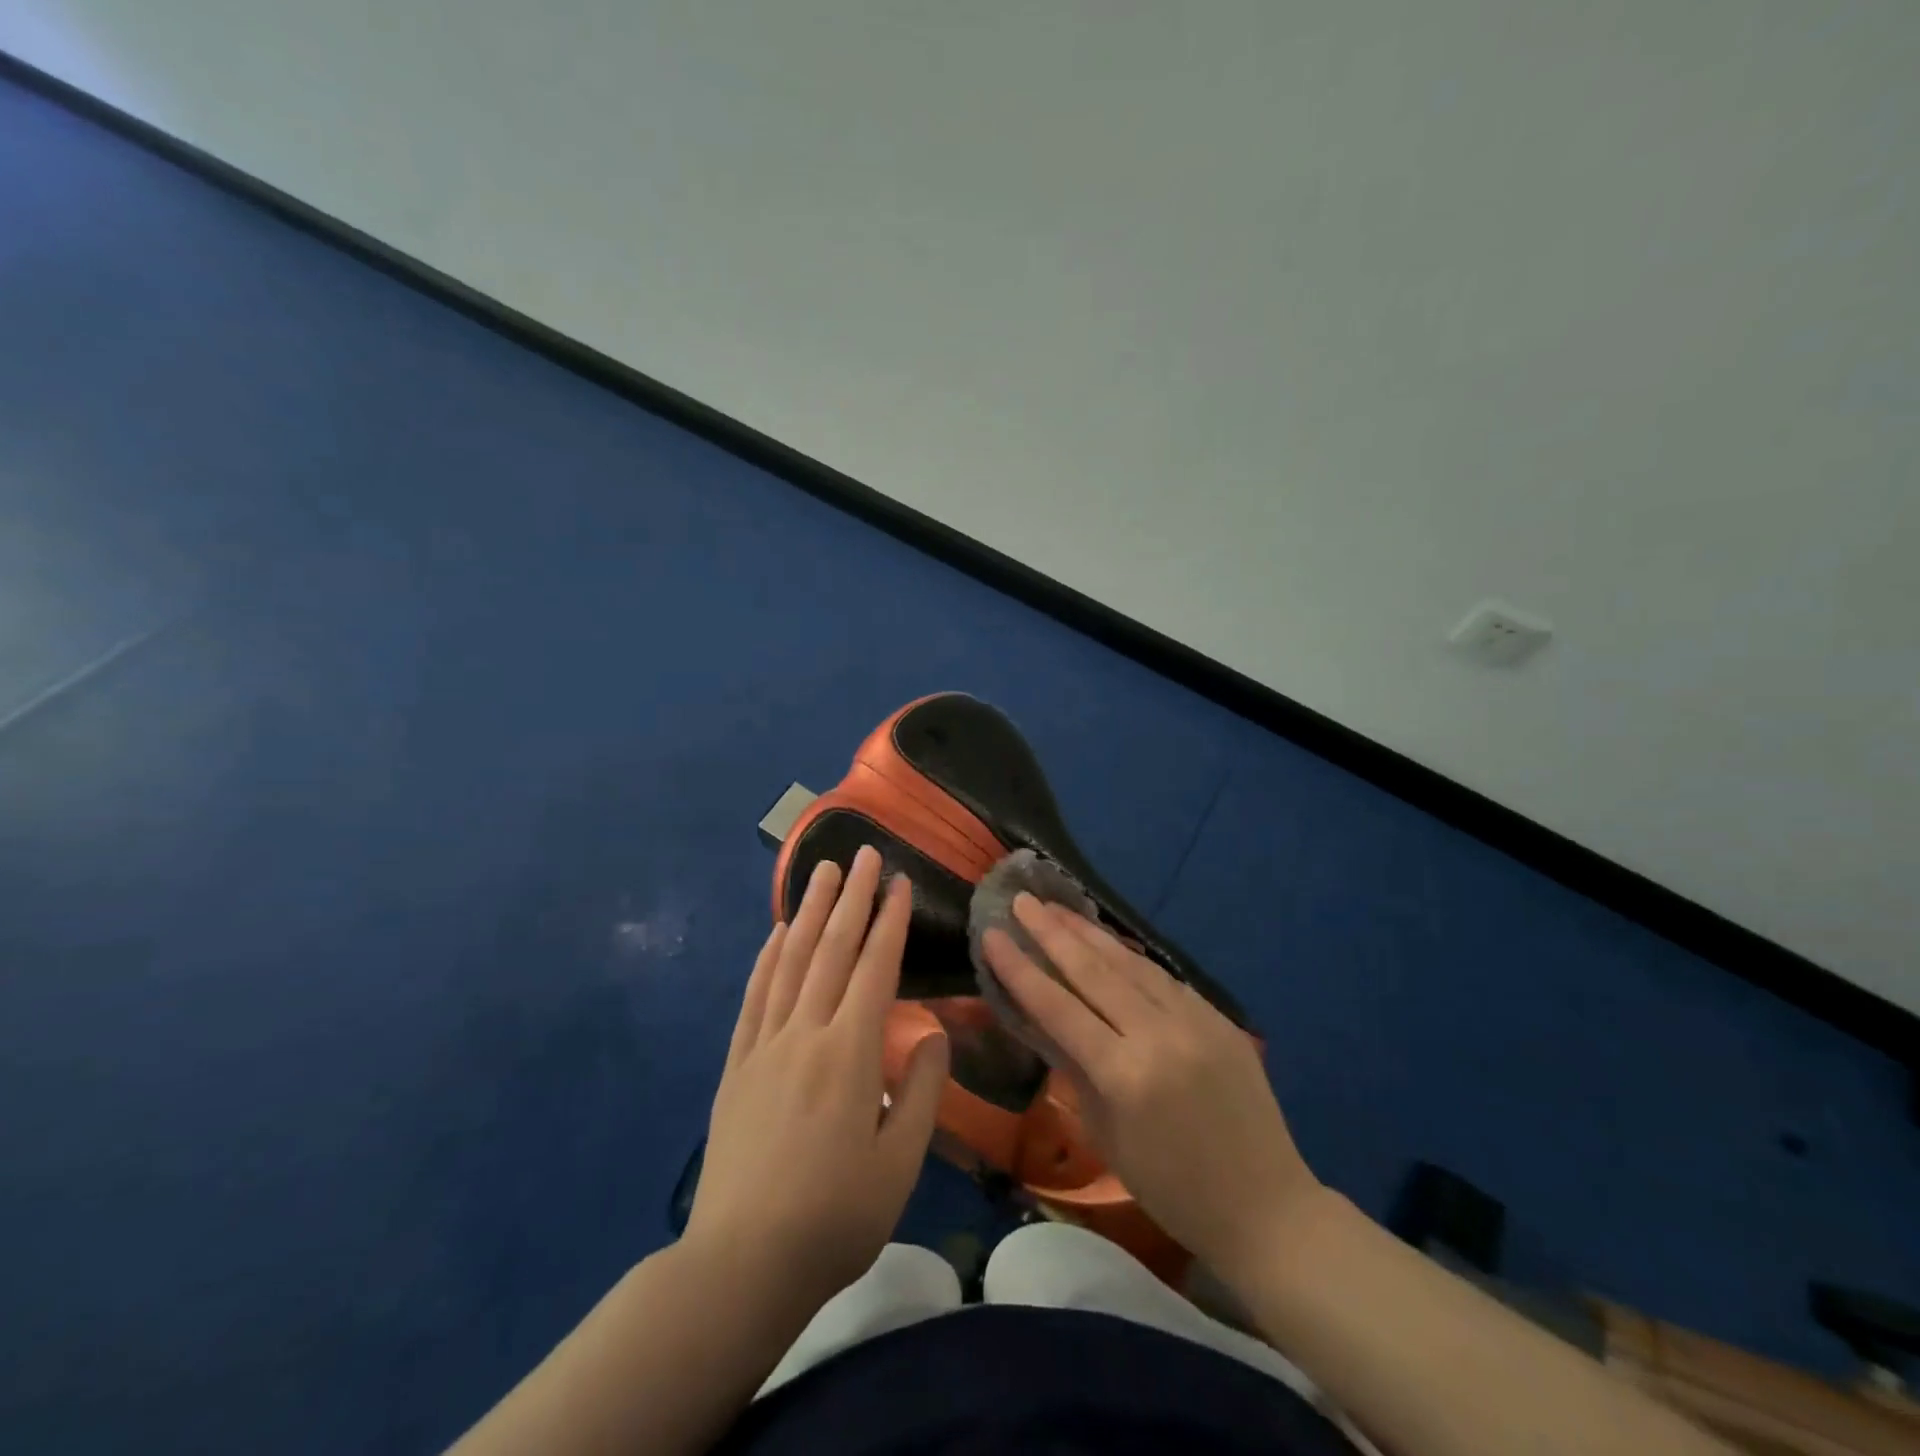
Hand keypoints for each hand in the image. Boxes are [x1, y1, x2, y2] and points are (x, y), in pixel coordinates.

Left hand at [685, 846, 949, 1318]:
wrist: (741, 1265)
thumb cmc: (834, 1218)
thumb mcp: (898, 1164)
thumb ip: (920, 1090)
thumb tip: (932, 1033)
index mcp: (849, 1053)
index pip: (874, 968)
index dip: (889, 920)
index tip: (899, 882)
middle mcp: (805, 1034)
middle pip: (831, 950)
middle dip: (852, 897)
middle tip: (862, 853)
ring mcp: (764, 1045)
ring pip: (790, 962)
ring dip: (810, 912)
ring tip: (822, 872)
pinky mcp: (736, 1065)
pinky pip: (754, 997)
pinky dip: (767, 957)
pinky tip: (776, 932)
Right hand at [982, 895, 1320, 1276]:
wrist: (1267, 1207)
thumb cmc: (1173, 1190)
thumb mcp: (1107, 1137)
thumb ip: (1075, 1071)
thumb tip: (1047, 1022)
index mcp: (1125, 1076)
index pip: (1059, 1008)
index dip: (1020, 969)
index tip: (993, 935)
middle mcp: (1160, 1036)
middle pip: (1094, 972)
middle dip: (1051, 932)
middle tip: (1021, 900)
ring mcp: (1195, 1021)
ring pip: (1130, 964)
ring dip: (1089, 933)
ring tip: (1056, 907)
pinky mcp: (1218, 1017)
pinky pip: (1163, 977)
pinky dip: (1128, 956)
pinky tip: (1107, 940)